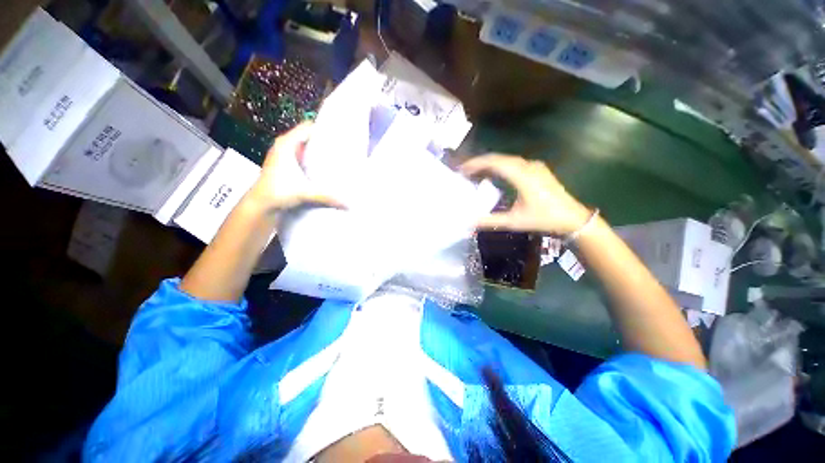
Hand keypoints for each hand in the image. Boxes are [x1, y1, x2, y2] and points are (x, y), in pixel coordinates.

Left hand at [248, 122, 342, 212]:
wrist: (260, 204)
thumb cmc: (277, 192)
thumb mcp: (305, 192)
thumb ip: (327, 196)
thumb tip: (349, 204)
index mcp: (287, 144)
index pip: (308, 127)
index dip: (323, 129)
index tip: (340, 135)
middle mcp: (284, 145)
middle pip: (308, 137)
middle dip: (324, 141)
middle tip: (343, 148)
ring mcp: (284, 155)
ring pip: (305, 147)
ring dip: (319, 151)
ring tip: (337, 157)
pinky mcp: (285, 165)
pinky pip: (303, 156)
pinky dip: (313, 160)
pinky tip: (324, 168)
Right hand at [460, 154, 590, 234]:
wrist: (573, 219)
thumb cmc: (544, 219)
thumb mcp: (515, 221)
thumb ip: (491, 221)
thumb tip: (469, 222)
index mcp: (522, 176)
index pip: (495, 162)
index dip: (477, 163)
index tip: (462, 169)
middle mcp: (528, 167)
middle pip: (499, 158)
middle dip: (480, 162)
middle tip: (465, 171)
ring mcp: (535, 167)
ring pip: (507, 160)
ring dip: (490, 164)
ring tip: (476, 172)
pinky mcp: (538, 171)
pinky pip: (515, 163)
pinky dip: (501, 166)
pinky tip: (495, 174)